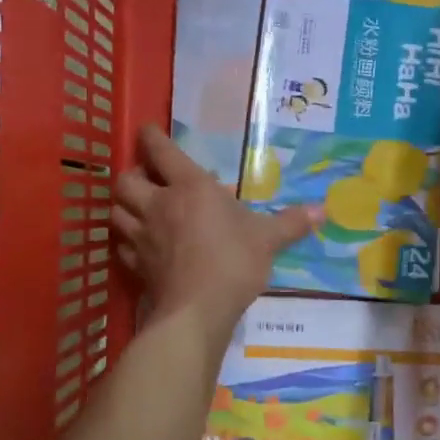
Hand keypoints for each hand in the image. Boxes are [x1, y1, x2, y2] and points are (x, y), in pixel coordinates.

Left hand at [112, 125, 314, 338]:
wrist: (197, 310)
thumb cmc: (234, 262)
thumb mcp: (268, 239)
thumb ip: (291, 223)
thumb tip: (322, 211)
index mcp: (190, 188)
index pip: (162, 152)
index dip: (152, 137)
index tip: (147, 130)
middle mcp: (159, 205)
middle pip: (127, 180)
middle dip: (134, 174)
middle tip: (148, 178)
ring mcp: (143, 236)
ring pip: (117, 211)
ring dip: (125, 206)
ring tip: (140, 208)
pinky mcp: (137, 265)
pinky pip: (122, 245)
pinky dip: (127, 240)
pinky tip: (140, 245)